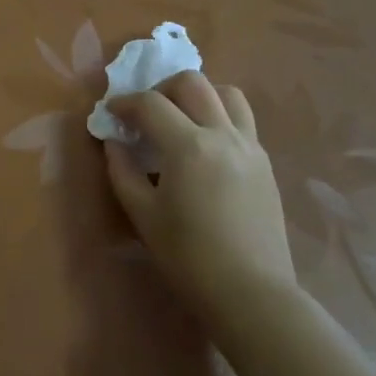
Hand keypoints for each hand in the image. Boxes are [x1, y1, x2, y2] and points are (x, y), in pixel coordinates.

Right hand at [103, 72, 295, 304]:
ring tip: (180, 118)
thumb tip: (114, 142)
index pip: (151, 103)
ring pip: (227, 93)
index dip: (124, 102)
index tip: (110, 113)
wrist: (251, 292)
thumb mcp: (142, 214)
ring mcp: (250, 146)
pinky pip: (241, 121)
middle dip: (162, 88)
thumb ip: (122, 170)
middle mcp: (223, 135)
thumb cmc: (189, 256)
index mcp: (188, 146)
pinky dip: (218, 116)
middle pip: (193, 83)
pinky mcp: (264, 163)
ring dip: (198, 95)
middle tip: (145, 112)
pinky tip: (204, 146)